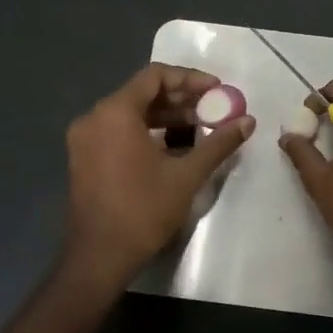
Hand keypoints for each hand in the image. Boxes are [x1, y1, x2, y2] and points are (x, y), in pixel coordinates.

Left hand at [60, 64, 254, 294]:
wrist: (99, 257)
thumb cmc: (143, 210)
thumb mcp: (187, 175)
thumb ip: (218, 143)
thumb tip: (248, 122)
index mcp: (115, 113)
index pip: (155, 76)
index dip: (189, 78)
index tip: (217, 90)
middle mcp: (94, 117)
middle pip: (142, 93)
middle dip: (181, 98)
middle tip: (213, 109)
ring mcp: (85, 139)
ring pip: (131, 113)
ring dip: (166, 116)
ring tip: (200, 127)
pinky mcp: (84, 158)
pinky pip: (119, 130)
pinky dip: (147, 131)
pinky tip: (174, 147)